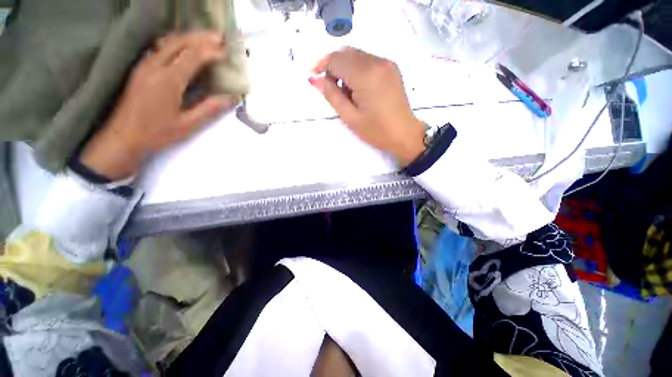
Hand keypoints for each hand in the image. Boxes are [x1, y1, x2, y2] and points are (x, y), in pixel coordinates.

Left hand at [80, 32, 237, 179]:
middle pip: (179, 42)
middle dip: (201, 38)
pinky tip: (184, 48)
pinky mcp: (140, 69)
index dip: (211, 51)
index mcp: (168, 80)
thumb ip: (209, 109)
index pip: (192, 56)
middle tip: (220, 38)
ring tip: (206, 40)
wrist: (122, 137)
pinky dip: (176, 43)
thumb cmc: (156, 133)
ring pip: (167, 42)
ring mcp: (144, 65)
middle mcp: (154, 66)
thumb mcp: (188, 125)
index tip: (227, 52)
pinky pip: (160, 48)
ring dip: (188, 38)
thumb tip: (231, 98)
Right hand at [310, 47, 424, 165]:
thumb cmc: (376, 131)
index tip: (314, 77)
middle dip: (334, 67)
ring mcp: (387, 63)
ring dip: (346, 68)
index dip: (322, 66)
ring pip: (357, 55)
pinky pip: (368, 60)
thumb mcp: (350, 117)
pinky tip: (359, 88)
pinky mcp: (392, 68)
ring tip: (347, 93)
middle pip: (346, 53)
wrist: (404, 134)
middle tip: (332, 89)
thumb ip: (332, 96)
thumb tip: (315, 79)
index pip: (337, 59)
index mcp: (366, 75)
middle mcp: (377, 62)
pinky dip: (358, 69)